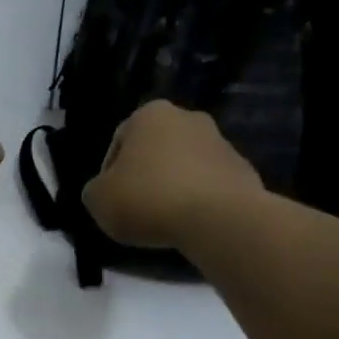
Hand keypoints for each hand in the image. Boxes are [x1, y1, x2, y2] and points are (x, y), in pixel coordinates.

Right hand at [82, 100, 261, 248]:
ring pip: (185, 167)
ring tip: (166, 221)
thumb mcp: (98, 200)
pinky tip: (192, 224)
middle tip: (137, 209)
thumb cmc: (148, 199)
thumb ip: (95, 191)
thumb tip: (103, 191)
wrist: (218, 218)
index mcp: (150, 114)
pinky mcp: (243, 171)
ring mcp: (221, 143)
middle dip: (146, 176)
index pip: (119, 142)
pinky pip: (210, 186)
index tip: (111, 201)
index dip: (109, 174)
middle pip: (155, 151)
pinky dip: (199, 201)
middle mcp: (188, 118)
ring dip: (174, 188)